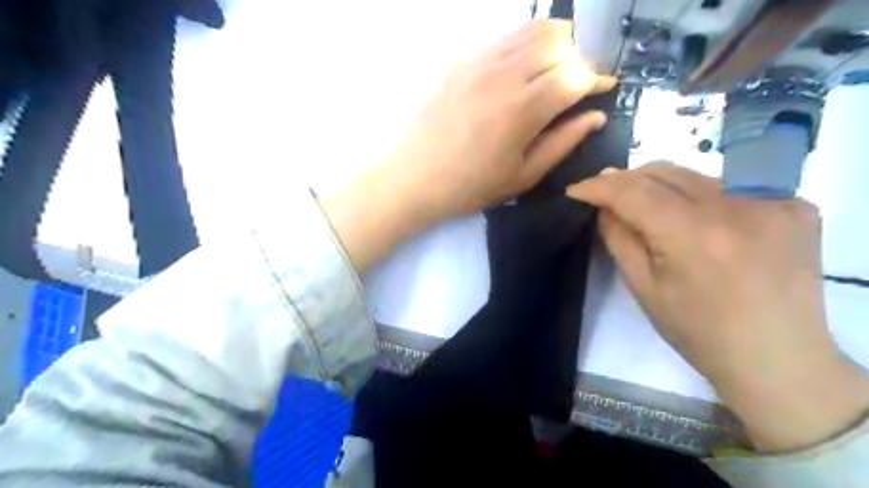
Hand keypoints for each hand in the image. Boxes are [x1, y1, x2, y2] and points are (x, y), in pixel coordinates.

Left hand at [386, 19, 616, 220]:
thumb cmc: (471, 186)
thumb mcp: (523, 176)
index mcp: (523, 109)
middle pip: (559, 43)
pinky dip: (526, 44)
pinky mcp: (462, 62)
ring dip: (556, 45)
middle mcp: (504, 75)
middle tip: (579, 83)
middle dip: (579, 60)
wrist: (416, 178)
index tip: (604, 89)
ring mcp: (480, 63)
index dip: (597, 79)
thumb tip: (595, 117)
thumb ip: (563, 143)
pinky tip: (524, 68)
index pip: (575, 75)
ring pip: (533, 32)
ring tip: (556, 70)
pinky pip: (505, 39)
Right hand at [569, 167, 868, 451]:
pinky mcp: (796, 205)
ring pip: (695, 175)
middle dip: (627, 179)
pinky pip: (729, 186)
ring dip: (661, 186)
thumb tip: (605, 205)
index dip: (599, 187)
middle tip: (605, 194)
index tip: (576, 190)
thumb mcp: (644, 288)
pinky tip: (695, 219)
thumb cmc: (699, 332)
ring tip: (644, 206)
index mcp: (693, 235)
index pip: (634, 192)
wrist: (778, 358)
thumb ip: (619, 239)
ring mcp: (774, 201)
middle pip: (664, 172)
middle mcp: (736, 207)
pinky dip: (700, 196)